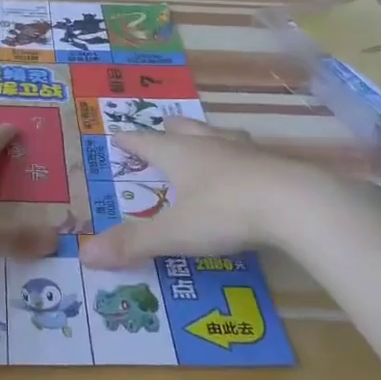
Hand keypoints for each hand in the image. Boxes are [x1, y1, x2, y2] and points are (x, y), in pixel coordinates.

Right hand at [78, 118, 350, 268]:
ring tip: (205, 138)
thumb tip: (85, 255)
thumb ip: (133, 243)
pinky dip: (239, 156)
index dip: (130, 141)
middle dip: (171, 129)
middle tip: (163, 125)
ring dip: (207, 135)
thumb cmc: (226, 212)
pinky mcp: (274, 165)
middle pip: (186, 129)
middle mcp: (210, 145)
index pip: (147, 143)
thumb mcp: (175, 233)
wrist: (295, 203)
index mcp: (181, 155)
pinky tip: (247, 167)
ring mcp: (245, 152)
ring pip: (220, 135)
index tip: (116, 135)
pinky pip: (249, 153)